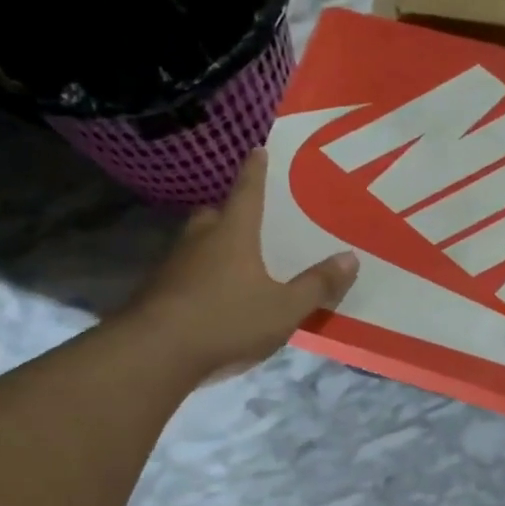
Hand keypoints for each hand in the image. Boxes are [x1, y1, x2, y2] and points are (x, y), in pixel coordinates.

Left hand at [131, 151, 357, 381]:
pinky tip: (214, 299)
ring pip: (196, 245)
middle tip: (249, 221)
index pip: (247, 192)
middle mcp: (200, 241)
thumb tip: (350, 257)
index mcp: (233, 234)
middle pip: (215, 215)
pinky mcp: (157, 293)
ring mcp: (173, 266)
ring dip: (213, 248)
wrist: (154, 354)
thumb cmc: (227, 320)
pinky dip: (200, 278)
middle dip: (230, 213)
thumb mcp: (285, 308)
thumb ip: (317, 285)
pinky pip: (185, 274)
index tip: (258, 150)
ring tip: (237, 264)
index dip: (256, 171)